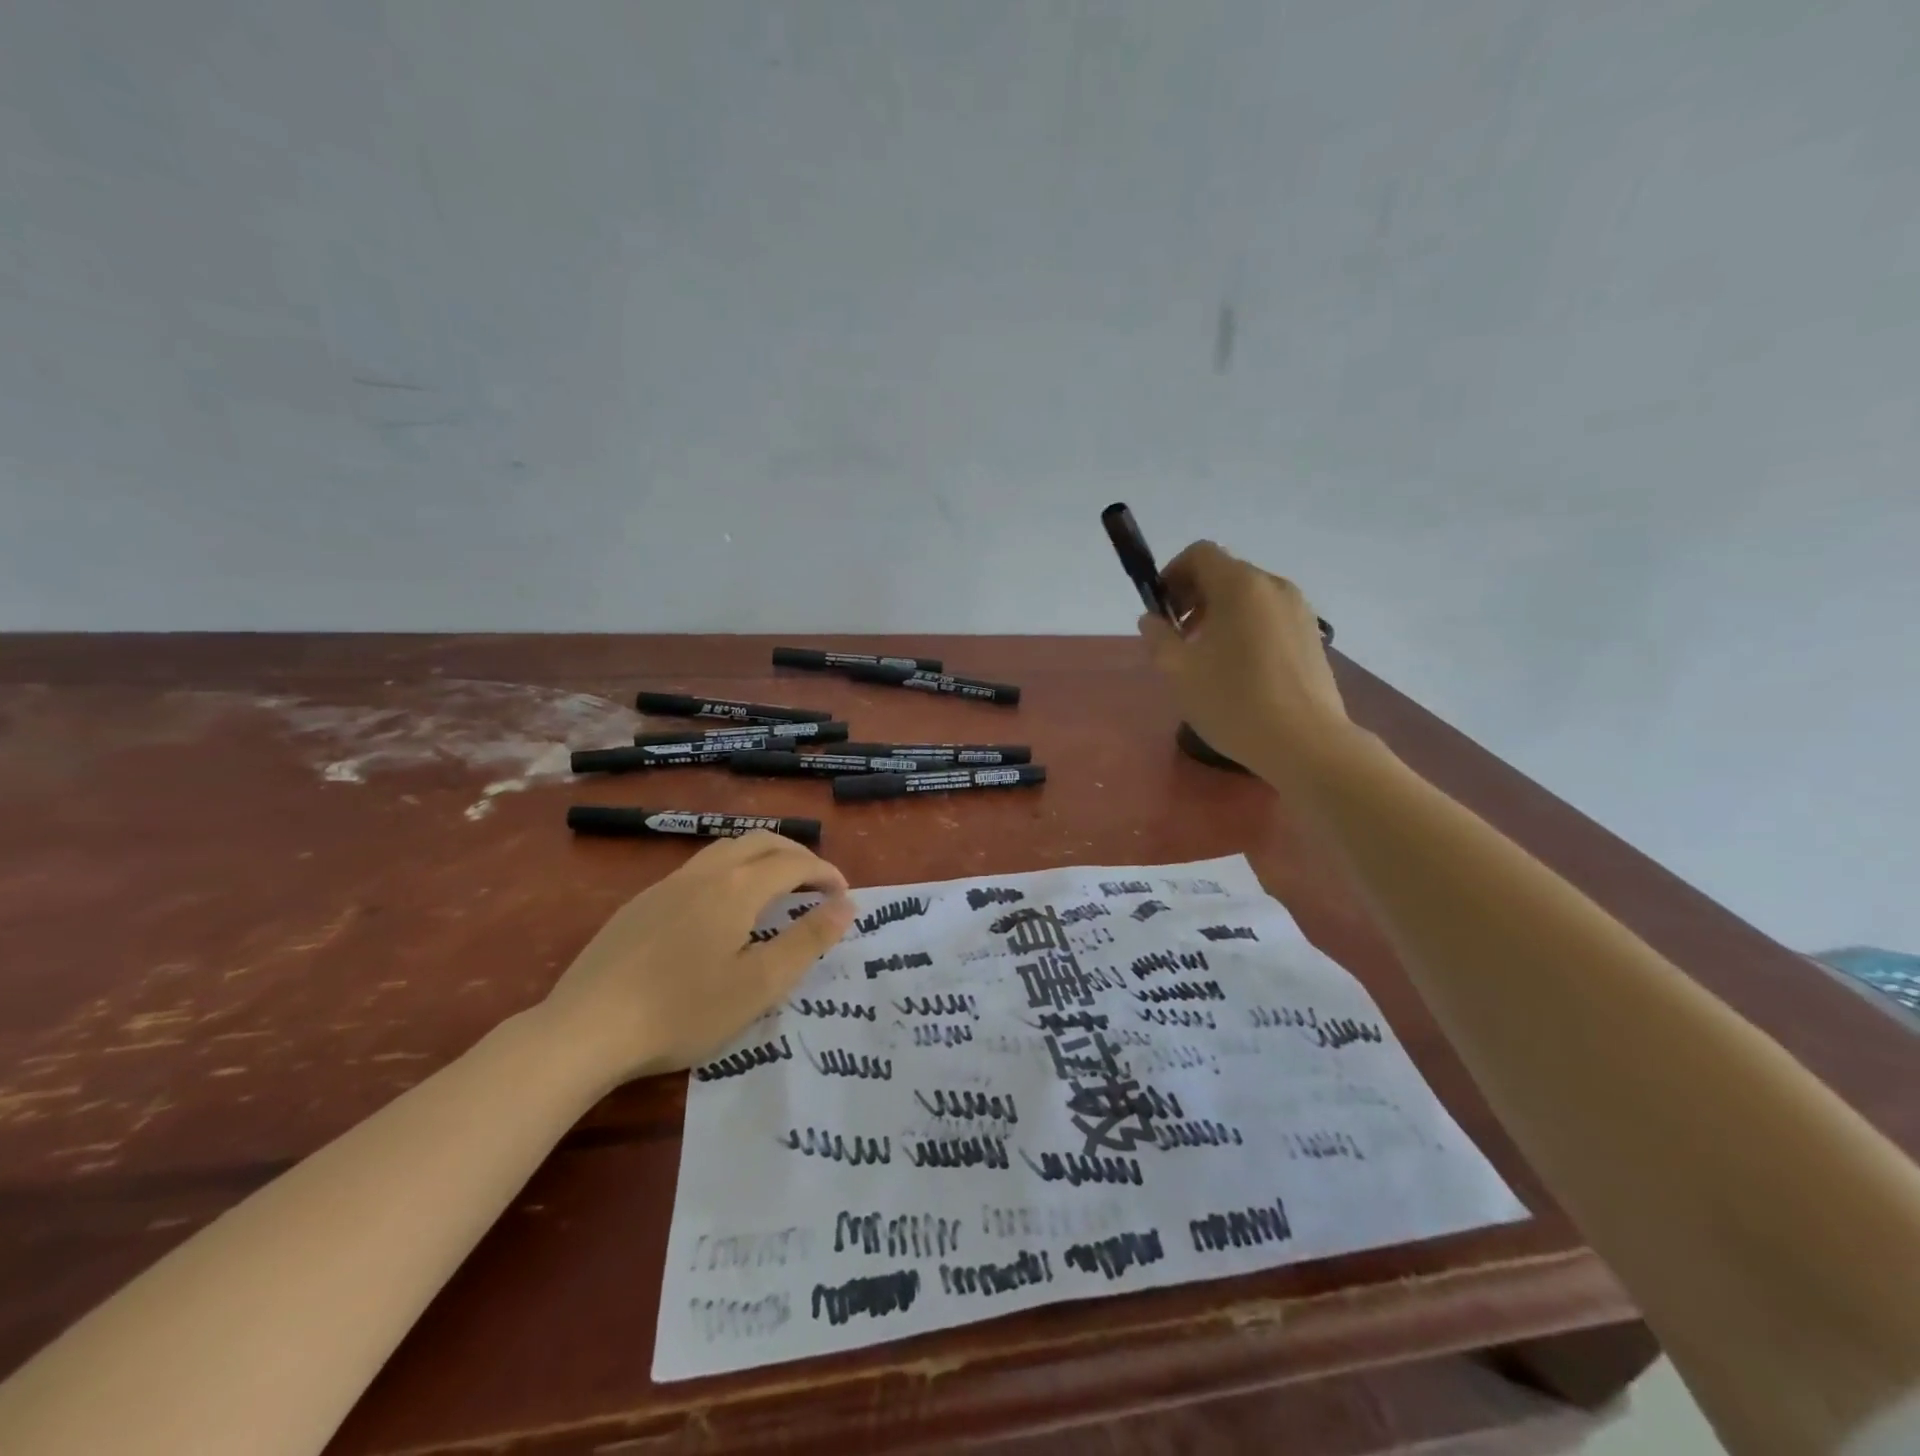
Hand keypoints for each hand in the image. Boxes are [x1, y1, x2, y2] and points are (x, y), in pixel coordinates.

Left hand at [538, 831, 854, 1084]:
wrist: (585, 1028)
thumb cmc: (683, 1011)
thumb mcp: (758, 985)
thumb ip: (807, 941)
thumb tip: (847, 905)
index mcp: (737, 888)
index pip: (794, 862)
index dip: (825, 873)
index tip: (844, 896)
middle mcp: (705, 872)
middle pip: (761, 841)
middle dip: (797, 854)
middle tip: (817, 884)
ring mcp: (668, 884)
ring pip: (726, 848)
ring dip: (761, 856)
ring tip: (776, 886)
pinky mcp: (642, 902)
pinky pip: (699, 867)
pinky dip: (730, 870)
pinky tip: (721, 908)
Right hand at [1140, 540, 1354, 779]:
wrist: (1304, 742)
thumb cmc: (1233, 702)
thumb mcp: (1178, 671)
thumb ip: (1158, 637)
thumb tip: (1152, 619)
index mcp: (1240, 586)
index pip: (1200, 554)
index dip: (1172, 574)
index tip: (1161, 611)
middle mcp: (1273, 587)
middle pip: (1225, 573)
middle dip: (1194, 597)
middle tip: (1178, 638)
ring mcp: (1299, 610)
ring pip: (1248, 597)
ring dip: (1219, 614)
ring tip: (1207, 657)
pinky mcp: (1311, 636)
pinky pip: (1269, 617)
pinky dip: (1245, 628)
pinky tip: (1238, 670)